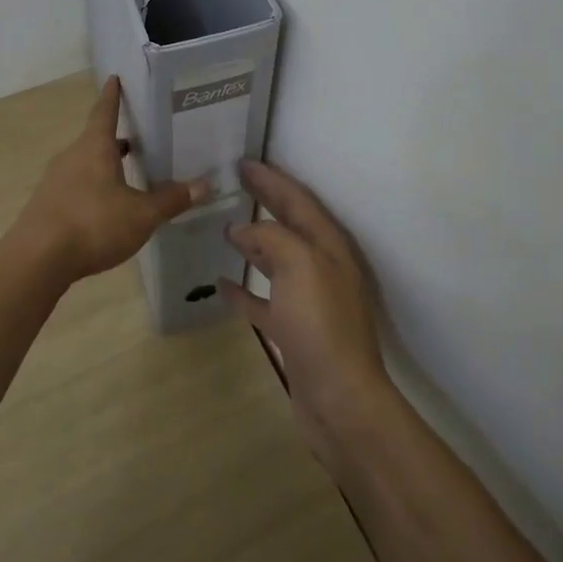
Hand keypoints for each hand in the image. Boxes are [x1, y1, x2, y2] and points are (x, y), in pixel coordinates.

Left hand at [13, 76, 207, 284]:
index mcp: (95, 147)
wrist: (37, 260)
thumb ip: (171, 200)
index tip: (115, 78)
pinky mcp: (47, 205)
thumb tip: (205, 185)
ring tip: (127, 171)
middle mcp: (72, 156)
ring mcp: (55, 181)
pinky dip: (92, 187)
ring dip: (104, 164)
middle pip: (95, 138)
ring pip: (85, 163)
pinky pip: (75, 186)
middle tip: (138, 136)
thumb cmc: (93, 224)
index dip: (112, 95)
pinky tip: (105, 206)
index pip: (105, 111)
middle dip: (116, 137)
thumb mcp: (141, 215)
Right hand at [219, 160, 394, 466]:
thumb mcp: (300, 266)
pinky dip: (245, 290)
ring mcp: (308, 301)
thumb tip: (244, 229)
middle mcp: (321, 268)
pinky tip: (222, 284)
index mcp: (328, 247)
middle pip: (289, 225)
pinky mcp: (294, 331)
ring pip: (277, 260)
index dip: (272, 179)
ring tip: (226, 228)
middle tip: (236, 182)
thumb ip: (272, 237)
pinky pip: (264, 301)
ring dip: (254, 243)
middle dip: (265, 201)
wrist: (339, 400)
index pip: (297, 201)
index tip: (244, 161)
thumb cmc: (321, 325)